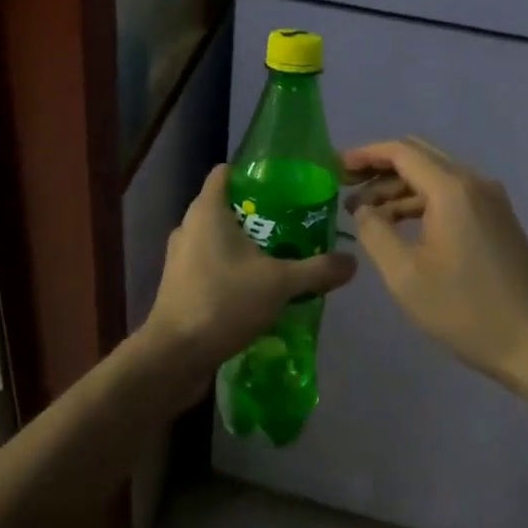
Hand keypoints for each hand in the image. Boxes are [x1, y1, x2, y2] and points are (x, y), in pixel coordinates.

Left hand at [143, 165, 356, 376]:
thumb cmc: (224, 301)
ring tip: (277, 256)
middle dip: (255, 212)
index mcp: (207, 210)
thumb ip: (317, 270)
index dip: (251, 173)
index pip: (225, 172)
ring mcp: (179, 256)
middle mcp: (188, 225)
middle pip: (224, 205)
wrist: (175, 355)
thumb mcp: (279, 284)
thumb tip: (352, 261)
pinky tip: (254, 288)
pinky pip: (207, 263)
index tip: (282, 184)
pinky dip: (228, 268)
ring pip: (215, 237)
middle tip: (290, 223)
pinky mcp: (178, 284)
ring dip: (242, 244)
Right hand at [345, 137, 527, 385]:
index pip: (401, 152)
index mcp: (452, 189)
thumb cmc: (468, 311)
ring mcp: (491, 200)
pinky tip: (400, 226)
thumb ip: (375, 233)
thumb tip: (364, 210)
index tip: (335, 167)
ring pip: (435, 175)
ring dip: (399, 187)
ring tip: (366, 214)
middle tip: (346, 186)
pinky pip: (451, 194)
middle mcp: (474, 182)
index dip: (365, 155)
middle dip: (379, 167)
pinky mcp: (498, 219)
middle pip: (418, 156)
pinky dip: (421, 201)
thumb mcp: (405, 276)